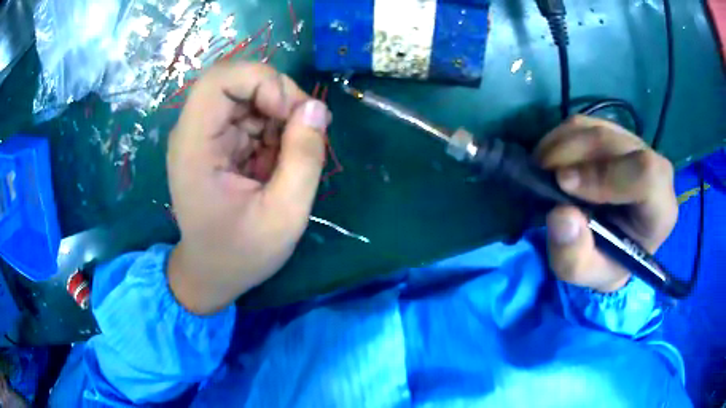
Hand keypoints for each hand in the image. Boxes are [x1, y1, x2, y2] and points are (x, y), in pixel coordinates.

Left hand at [167, 62, 329, 314]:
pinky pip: (252, 115)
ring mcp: (206, 135)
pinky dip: (275, 129)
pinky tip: (281, 160)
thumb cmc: (241, 254)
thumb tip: (316, 108)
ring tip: (295, 154)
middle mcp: (194, 132)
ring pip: (249, 95)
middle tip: (307, 128)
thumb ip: (304, 159)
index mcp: (194, 146)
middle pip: (237, 81)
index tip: (292, 113)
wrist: (212, 274)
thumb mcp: (284, 215)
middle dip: (279, 96)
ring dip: (281, 115)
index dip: (262, 81)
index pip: (220, 79)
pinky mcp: (218, 142)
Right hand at [534, 116, 677, 291]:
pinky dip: (559, 139)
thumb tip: (560, 214)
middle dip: (571, 156)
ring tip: (542, 173)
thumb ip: (574, 257)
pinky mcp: (613, 132)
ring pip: (594, 129)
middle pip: (613, 143)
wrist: (610, 244)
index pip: (646, 174)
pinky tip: (551, 162)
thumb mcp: (587, 274)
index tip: (564, 185)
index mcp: (660, 208)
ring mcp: (634, 145)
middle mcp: (654, 167)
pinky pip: (583, 124)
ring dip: (560, 147)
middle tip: (541, 178)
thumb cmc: (605, 261)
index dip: (605, 175)